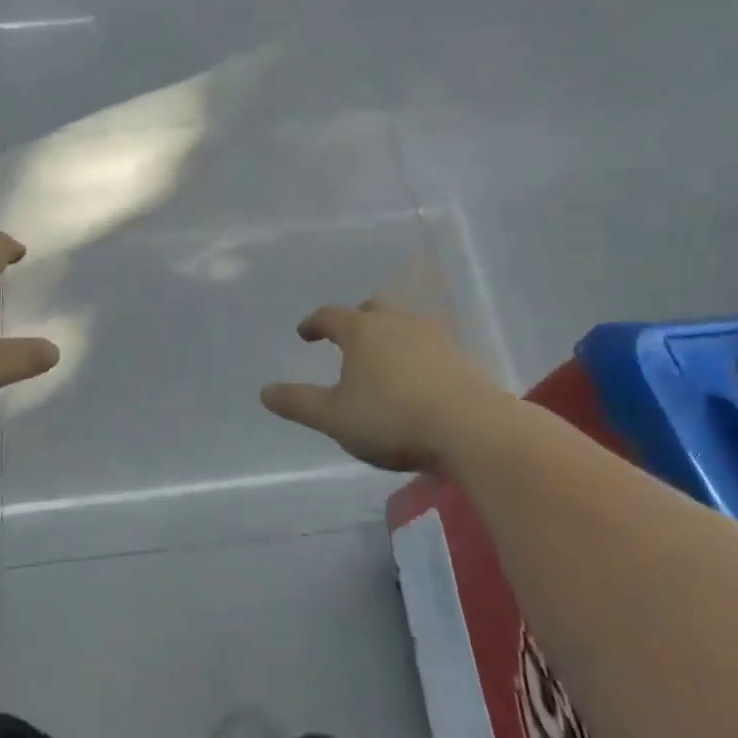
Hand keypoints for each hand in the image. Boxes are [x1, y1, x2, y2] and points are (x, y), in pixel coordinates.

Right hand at [260, 299, 504, 471]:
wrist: (472, 429)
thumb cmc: (393, 419)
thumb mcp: (335, 418)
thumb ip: (298, 403)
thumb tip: (264, 391)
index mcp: (362, 331)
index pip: (330, 316)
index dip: (314, 323)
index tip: (305, 334)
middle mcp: (397, 323)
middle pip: (372, 308)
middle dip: (356, 319)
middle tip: (348, 337)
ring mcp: (434, 337)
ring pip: (405, 324)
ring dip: (389, 334)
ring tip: (383, 357)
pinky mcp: (462, 358)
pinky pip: (431, 345)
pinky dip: (417, 353)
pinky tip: (418, 377)